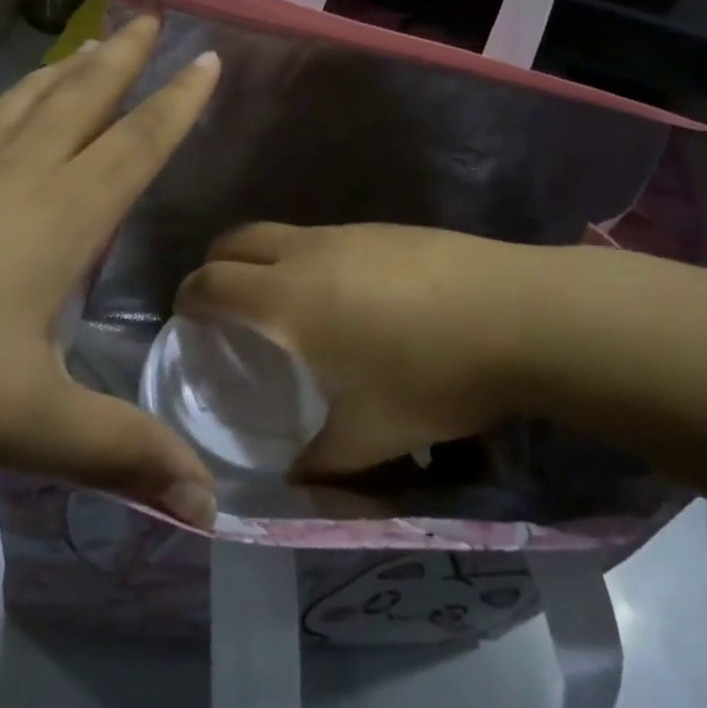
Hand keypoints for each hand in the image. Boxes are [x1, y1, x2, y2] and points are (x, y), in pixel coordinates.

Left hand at [0, 15, 221, 527]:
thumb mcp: (24, 423)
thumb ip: (118, 454)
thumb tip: (208, 505)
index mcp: (57, 217)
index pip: (137, 145)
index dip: (179, 103)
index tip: (207, 57)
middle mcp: (12, 177)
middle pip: (82, 101)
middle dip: (125, 59)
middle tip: (150, 16)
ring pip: (25, 106)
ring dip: (67, 72)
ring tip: (89, 46)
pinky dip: (3, 109)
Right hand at [175, 223, 554, 478]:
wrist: (519, 314)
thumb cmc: (433, 376)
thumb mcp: (373, 435)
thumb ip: (323, 462)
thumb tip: (296, 479)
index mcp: (287, 300)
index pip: (211, 283)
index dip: (189, 298)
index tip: (187, 319)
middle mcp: (307, 253)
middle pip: (236, 239)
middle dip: (215, 266)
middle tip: (224, 306)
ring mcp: (349, 232)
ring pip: (282, 234)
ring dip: (265, 260)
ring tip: (288, 307)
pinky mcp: (386, 228)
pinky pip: (325, 238)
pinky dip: (308, 259)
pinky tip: (349, 299)